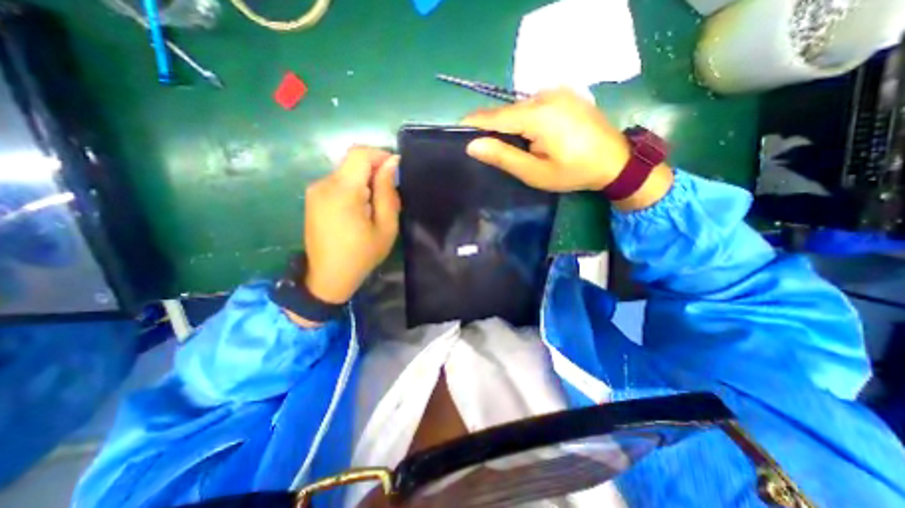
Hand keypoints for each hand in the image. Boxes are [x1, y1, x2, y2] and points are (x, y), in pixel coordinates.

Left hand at [301, 145, 395, 307]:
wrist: (328, 277)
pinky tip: (360, 210)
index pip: (360, 154)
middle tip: (388, 195)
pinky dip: (354, 188)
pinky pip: (338, 183)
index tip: (396, 171)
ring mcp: (315, 191)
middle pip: (353, 162)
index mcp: (342, 191)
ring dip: (365, 182)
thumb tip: (392, 164)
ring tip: (375, 207)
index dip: (380, 155)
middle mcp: (323, 184)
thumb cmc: (362, 255)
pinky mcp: (313, 198)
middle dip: (375, 172)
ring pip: (346, 172)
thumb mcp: (385, 227)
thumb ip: (387, 193)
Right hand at [466, 86, 669, 207]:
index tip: (458, 130)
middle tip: (485, 148)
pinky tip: (528, 136)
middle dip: (493, 127)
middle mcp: (545, 95)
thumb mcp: (534, 172)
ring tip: (507, 146)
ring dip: (509, 124)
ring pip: (519, 107)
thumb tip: (472, 145)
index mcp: (537, 115)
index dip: (474, 123)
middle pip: (507, 111)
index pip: (494, 116)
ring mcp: (557, 92)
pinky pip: (534, 105)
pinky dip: (524, 119)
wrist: (615, 161)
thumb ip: (503, 156)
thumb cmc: (573, 172)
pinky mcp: (565, 94)